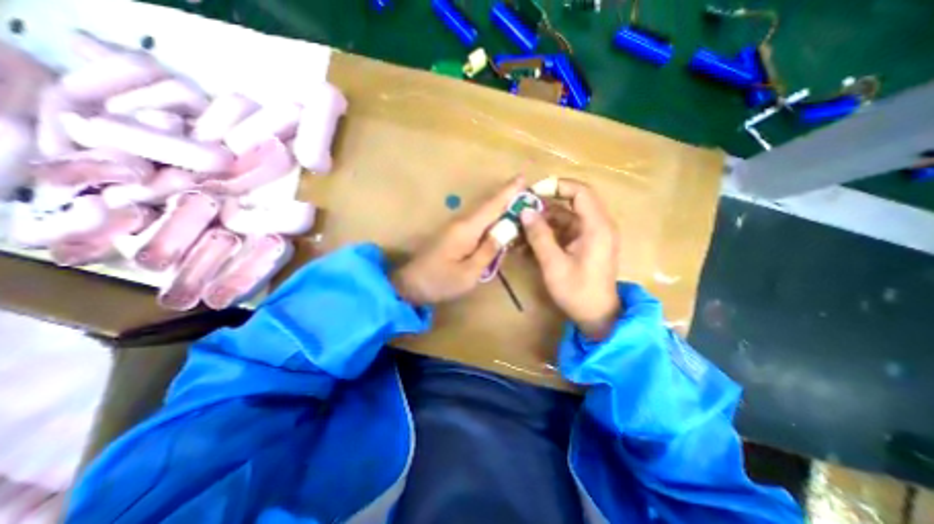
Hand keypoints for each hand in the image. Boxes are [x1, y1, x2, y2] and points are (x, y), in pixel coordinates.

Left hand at [391, 176, 524, 303]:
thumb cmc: (440, 281)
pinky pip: (477, 221)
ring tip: (519, 203)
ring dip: (500, 206)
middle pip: (488, 206)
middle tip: (527, 191)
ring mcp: (455, 227)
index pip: (491, 206)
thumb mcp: (469, 273)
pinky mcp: (453, 234)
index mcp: (466, 229)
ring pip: (482, 212)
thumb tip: (506, 229)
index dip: (508, 192)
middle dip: (507, 196)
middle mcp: (461, 222)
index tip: (523, 177)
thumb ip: (488, 250)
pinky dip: (491, 218)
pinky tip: (500, 221)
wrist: (410, 284)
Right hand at [519, 178, 617, 336]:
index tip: (532, 193)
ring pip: (562, 219)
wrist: (596, 316)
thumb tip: (525, 211)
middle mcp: (595, 225)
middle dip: (542, 208)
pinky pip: (562, 232)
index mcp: (596, 227)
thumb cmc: (577, 292)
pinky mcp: (582, 245)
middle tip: (518, 213)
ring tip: (517, 231)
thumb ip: (539, 236)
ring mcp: (589, 235)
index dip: (556, 186)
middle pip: (568, 204)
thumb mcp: (554, 264)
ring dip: (540, 223)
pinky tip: (526, 244)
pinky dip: (545, 235)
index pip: (580, 191)